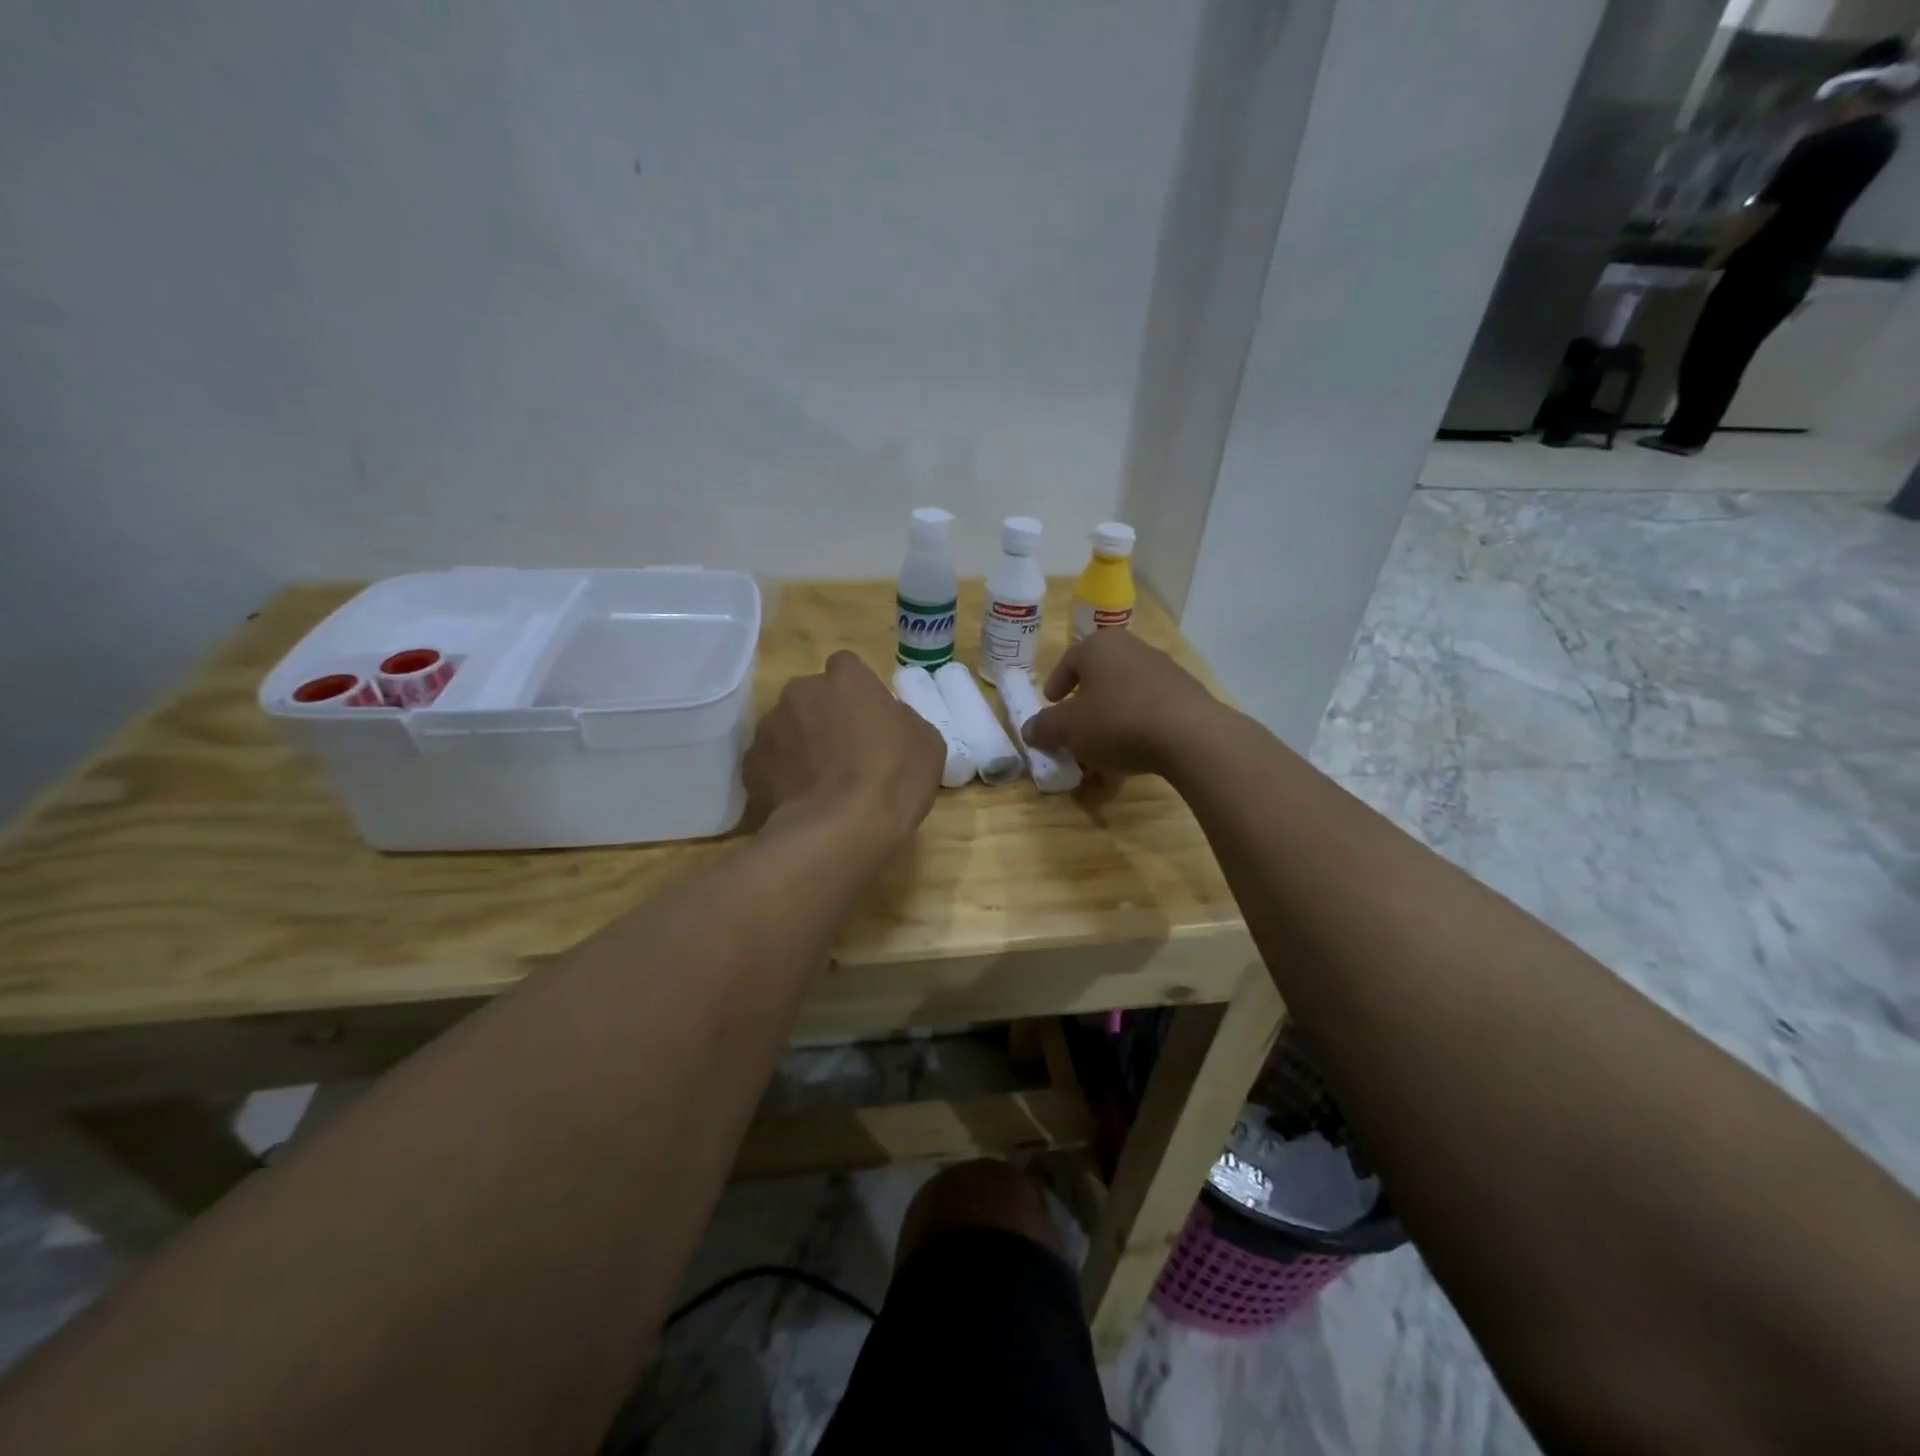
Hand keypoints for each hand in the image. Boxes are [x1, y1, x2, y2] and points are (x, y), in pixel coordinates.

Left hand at [744, 650, 943, 847]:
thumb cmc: (892, 780)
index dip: (857, 691)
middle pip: (812, 695)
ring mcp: (770, 727)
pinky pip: (770, 762)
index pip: (847, 666)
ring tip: (820, 782)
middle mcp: (801, 692)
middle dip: (824, 715)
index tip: (868, 717)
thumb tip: (888, 720)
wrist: (838, 832)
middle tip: (845, 751)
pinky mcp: (751, 765)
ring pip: (787, 727)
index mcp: (845, 679)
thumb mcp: (926, 743)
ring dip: (800, 744)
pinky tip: (801, 801)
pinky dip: (782, 775)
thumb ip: (902, 719)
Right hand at [1021, 631, 1224, 787]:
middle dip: (1085, 707)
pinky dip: (1137, 729)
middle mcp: (1132, 648)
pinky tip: (1134, 756)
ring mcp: (1164, 669)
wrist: (1190, 735)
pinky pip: (1151, 710)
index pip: (1069, 660)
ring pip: (1125, 696)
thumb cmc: (1117, 721)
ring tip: (1103, 752)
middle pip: (1099, 678)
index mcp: (1099, 646)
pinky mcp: (1187, 694)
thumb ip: (1044, 727)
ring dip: (1111, 722)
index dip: (1056, 684)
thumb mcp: (1068, 729)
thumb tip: (1029, 729)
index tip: (1051, 704)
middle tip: (1075, 730)